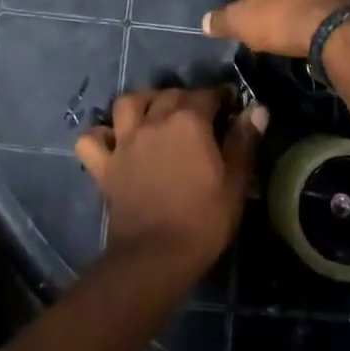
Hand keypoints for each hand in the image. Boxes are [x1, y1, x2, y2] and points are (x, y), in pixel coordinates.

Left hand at [75, 87, 265, 280]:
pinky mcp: (104, 165)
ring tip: (154, 114)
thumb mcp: (235, 183)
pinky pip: (91, 140)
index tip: (230, 105)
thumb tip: (258, 108)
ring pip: (127, 103)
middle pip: (169, 95)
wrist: (156, 256)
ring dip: (142, 102)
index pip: (207, 94)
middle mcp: (154, 121)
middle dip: (186, 98)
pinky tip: (112, 141)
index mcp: (189, 122)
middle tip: (198, 115)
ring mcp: (125, 141)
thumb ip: (244, 141)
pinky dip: (100, 135)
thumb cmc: (203, 220)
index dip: (220, 96)